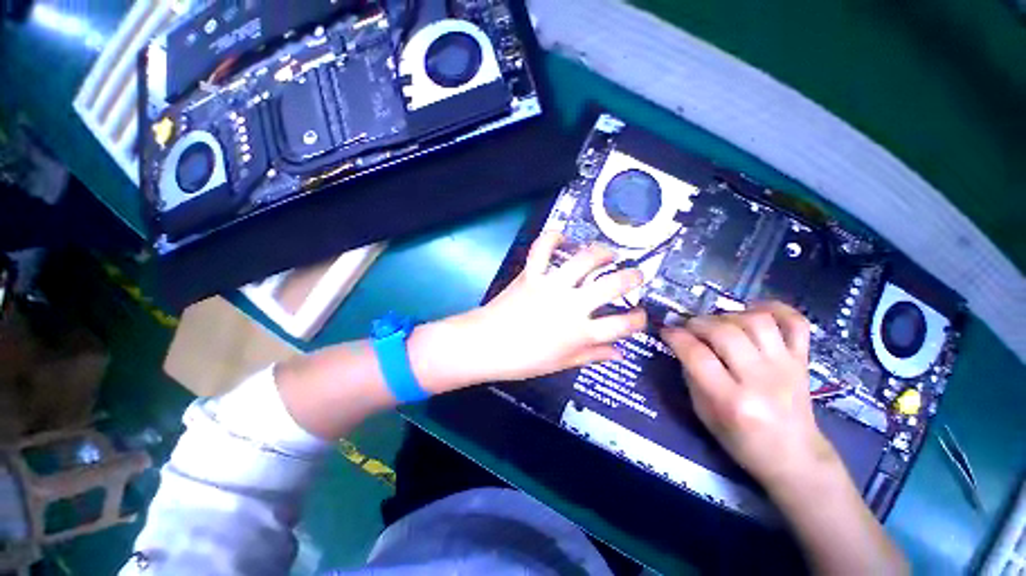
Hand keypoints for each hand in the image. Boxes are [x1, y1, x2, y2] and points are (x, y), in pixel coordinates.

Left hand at [449, 232, 647, 383]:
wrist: (486, 344)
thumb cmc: (524, 359)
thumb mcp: (562, 363)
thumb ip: (593, 355)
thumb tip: (618, 352)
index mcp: (580, 333)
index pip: (623, 325)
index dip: (638, 320)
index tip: (641, 315)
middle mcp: (572, 305)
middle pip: (612, 285)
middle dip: (632, 277)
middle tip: (637, 274)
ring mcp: (551, 286)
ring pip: (584, 260)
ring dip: (602, 252)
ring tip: (608, 253)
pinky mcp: (532, 274)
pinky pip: (543, 248)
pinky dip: (553, 238)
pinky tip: (563, 237)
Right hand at [660, 302, 838, 489]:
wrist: (794, 457)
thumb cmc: (741, 441)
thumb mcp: (704, 414)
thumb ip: (692, 376)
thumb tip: (682, 344)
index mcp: (731, 401)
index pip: (696, 355)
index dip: (675, 336)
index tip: (665, 330)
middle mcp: (760, 380)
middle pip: (725, 332)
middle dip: (698, 322)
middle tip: (689, 327)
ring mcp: (786, 367)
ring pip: (757, 321)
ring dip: (729, 314)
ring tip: (718, 322)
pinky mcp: (803, 361)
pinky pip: (795, 323)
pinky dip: (775, 309)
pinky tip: (754, 311)